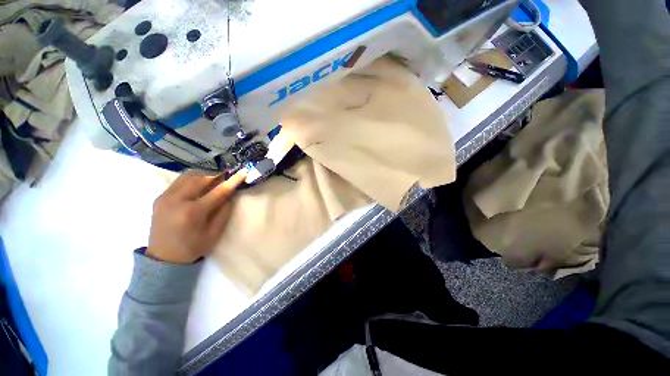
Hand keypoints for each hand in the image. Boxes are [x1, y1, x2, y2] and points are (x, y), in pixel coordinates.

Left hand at [147, 170, 246, 263]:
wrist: (164, 258)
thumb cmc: (193, 247)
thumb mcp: (215, 233)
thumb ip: (224, 212)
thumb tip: (230, 195)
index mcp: (192, 212)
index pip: (218, 191)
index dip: (232, 181)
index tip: (243, 172)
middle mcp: (176, 201)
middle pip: (200, 178)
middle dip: (216, 175)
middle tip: (227, 176)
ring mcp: (165, 198)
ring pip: (187, 176)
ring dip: (203, 175)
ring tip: (213, 180)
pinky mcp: (159, 198)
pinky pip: (178, 182)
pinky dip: (192, 180)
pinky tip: (199, 187)